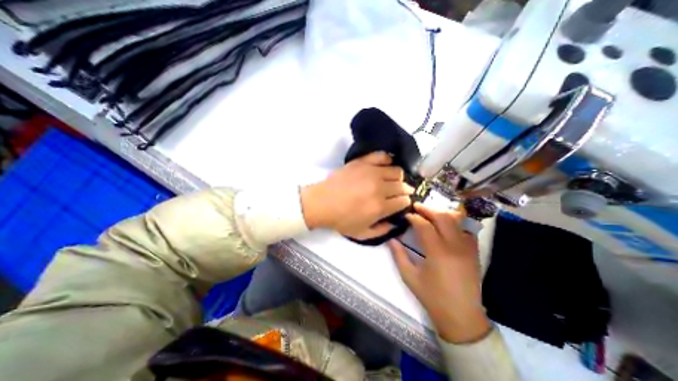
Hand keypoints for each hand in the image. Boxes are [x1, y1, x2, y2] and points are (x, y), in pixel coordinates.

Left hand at [300, 151, 413, 238]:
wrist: (321, 203)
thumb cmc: (341, 220)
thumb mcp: (362, 234)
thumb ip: (382, 231)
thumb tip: (395, 224)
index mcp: (380, 207)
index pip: (404, 201)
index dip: (404, 203)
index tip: (400, 203)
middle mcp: (379, 188)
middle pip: (402, 185)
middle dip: (404, 190)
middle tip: (398, 193)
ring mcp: (371, 172)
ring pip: (397, 171)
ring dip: (398, 177)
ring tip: (391, 181)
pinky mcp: (362, 162)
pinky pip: (382, 156)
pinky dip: (387, 160)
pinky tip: (384, 166)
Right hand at [386, 204, 493, 342]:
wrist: (461, 316)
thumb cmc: (432, 297)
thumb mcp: (409, 276)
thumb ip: (398, 255)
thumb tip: (391, 238)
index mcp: (437, 253)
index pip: (424, 225)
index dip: (414, 217)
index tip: (406, 216)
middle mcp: (455, 246)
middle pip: (443, 217)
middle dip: (428, 209)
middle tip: (417, 207)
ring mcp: (467, 248)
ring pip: (457, 221)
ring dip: (441, 213)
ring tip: (429, 213)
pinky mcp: (474, 252)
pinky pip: (465, 230)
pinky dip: (454, 223)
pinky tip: (445, 226)